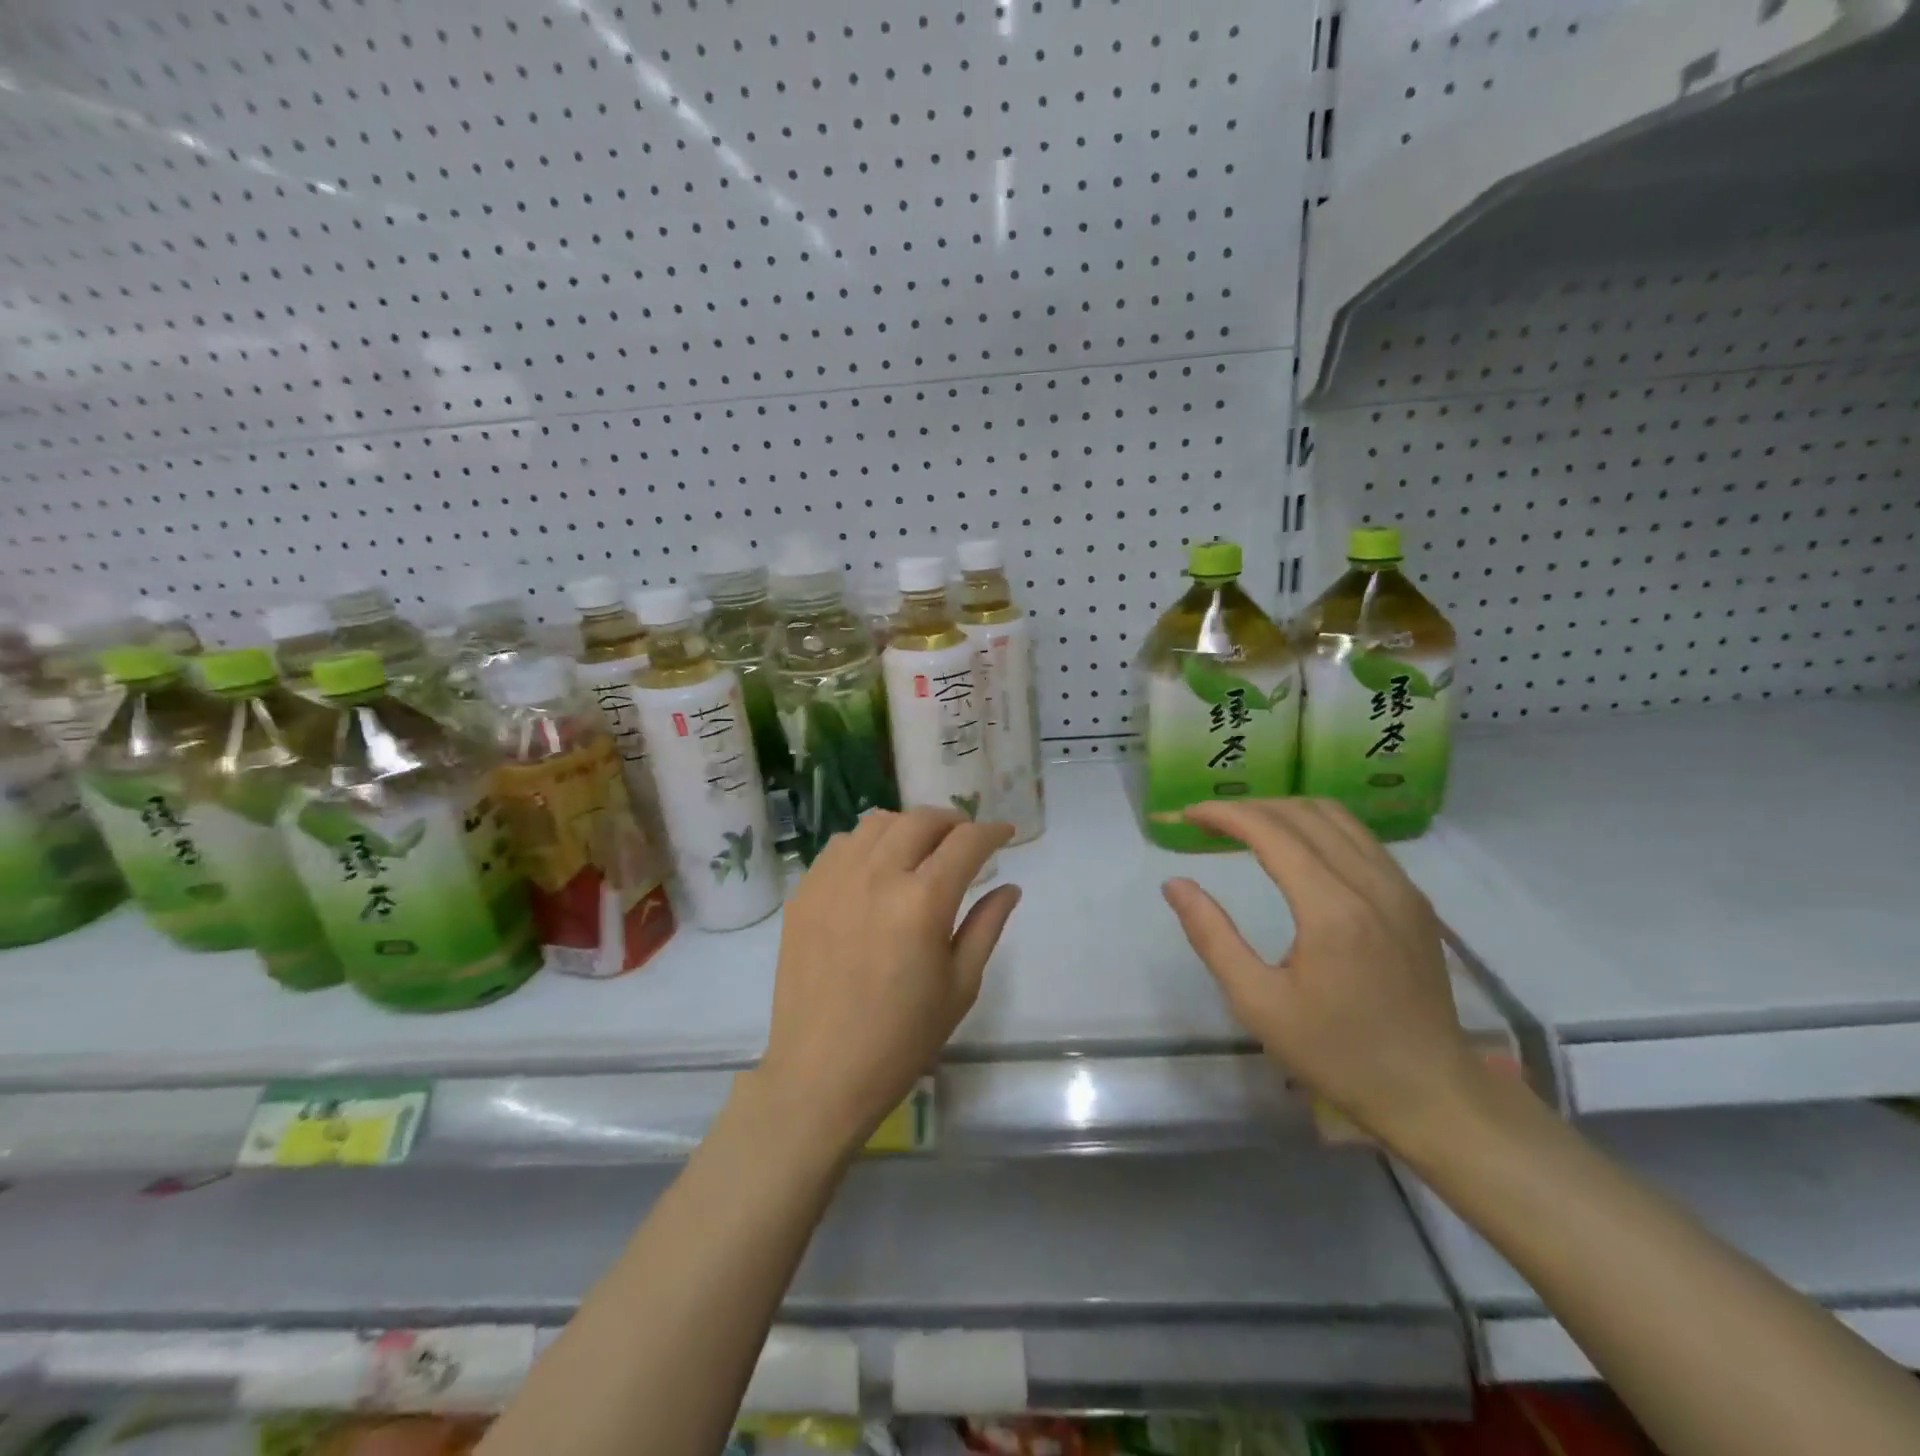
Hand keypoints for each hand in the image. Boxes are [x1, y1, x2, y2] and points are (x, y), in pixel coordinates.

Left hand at [751, 808, 1020, 1156]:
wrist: (821, 1073)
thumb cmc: (902, 1038)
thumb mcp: (959, 986)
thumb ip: (986, 926)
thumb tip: (1010, 887)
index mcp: (923, 902)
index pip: (966, 842)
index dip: (991, 831)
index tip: (1004, 833)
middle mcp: (876, 876)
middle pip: (920, 820)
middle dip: (952, 821)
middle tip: (964, 840)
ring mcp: (833, 881)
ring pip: (876, 823)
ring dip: (907, 826)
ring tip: (920, 848)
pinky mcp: (804, 893)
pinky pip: (839, 846)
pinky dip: (866, 844)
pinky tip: (875, 868)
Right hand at [1161, 799, 1483, 1150]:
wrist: (1431, 1092)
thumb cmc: (1336, 1053)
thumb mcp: (1258, 1003)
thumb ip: (1212, 937)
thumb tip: (1175, 884)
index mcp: (1331, 909)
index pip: (1271, 832)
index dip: (1225, 814)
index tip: (1188, 815)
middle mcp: (1372, 884)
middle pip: (1303, 813)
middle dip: (1249, 808)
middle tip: (1209, 822)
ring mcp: (1400, 888)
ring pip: (1336, 817)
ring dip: (1284, 812)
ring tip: (1246, 827)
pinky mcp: (1414, 899)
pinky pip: (1360, 838)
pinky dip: (1317, 827)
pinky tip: (1295, 849)